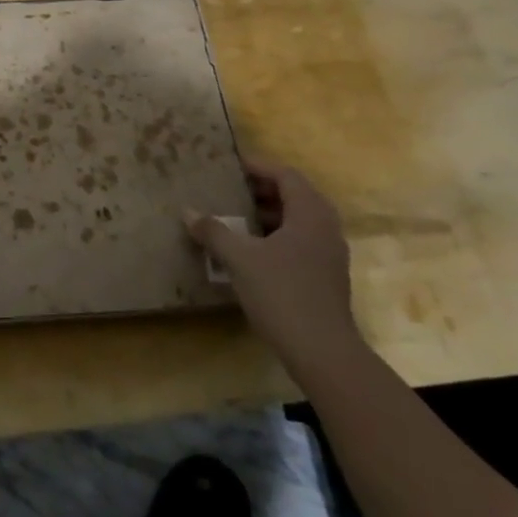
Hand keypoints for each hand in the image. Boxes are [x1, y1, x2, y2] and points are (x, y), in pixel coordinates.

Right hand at [184, 158, 362, 370]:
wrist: (322, 351)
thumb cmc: (281, 293)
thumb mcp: (239, 259)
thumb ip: (214, 231)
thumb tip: (188, 212)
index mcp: (310, 214)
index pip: (286, 176)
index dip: (259, 167)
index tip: (232, 165)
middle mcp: (325, 228)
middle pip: (296, 196)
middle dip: (263, 190)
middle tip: (232, 189)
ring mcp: (329, 254)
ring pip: (300, 220)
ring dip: (270, 214)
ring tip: (237, 217)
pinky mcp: (326, 276)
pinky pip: (301, 241)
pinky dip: (278, 235)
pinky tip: (252, 250)